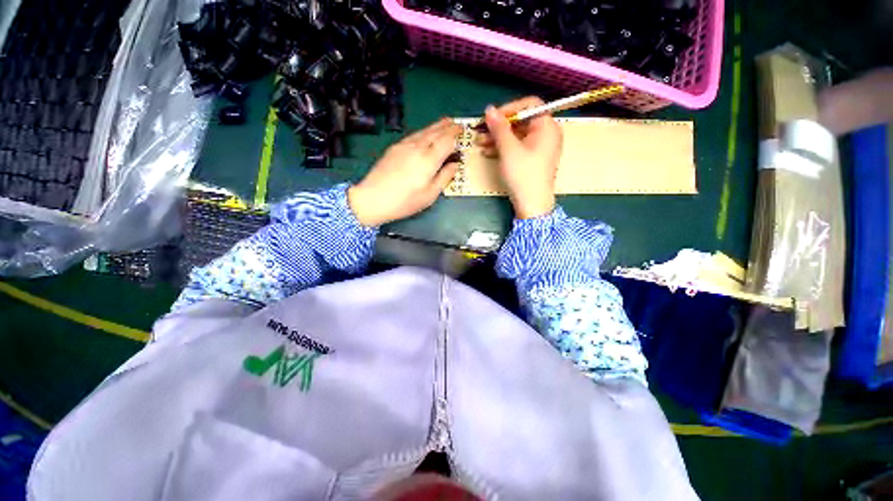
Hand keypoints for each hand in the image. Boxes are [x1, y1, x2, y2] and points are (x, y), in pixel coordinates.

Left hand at [348, 118, 461, 226]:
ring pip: (424, 131)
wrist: (373, 198)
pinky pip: (414, 135)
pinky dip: (424, 132)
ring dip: (436, 126)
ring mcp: (404, 145)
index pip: (446, 141)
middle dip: (447, 127)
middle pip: (435, 132)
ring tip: (445, 122)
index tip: (462, 131)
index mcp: (429, 160)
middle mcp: (418, 148)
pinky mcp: (395, 148)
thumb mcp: (430, 195)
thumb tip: (454, 164)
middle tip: (456, 123)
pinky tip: (425, 134)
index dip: (455, 135)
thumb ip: (444, 177)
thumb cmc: (405, 201)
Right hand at [478, 97, 562, 218]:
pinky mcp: (532, 160)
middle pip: (521, 121)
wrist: (532, 205)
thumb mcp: (509, 150)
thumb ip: (499, 127)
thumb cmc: (523, 175)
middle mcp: (546, 134)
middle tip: (480, 131)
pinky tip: (487, 152)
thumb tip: (489, 109)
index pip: (529, 105)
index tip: (492, 118)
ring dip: (497, 138)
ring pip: (516, 136)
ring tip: (479, 143)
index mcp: (547, 126)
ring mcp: (539, 148)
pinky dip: (503, 148)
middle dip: (499, 126)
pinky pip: (517, 148)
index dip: (509, 108)